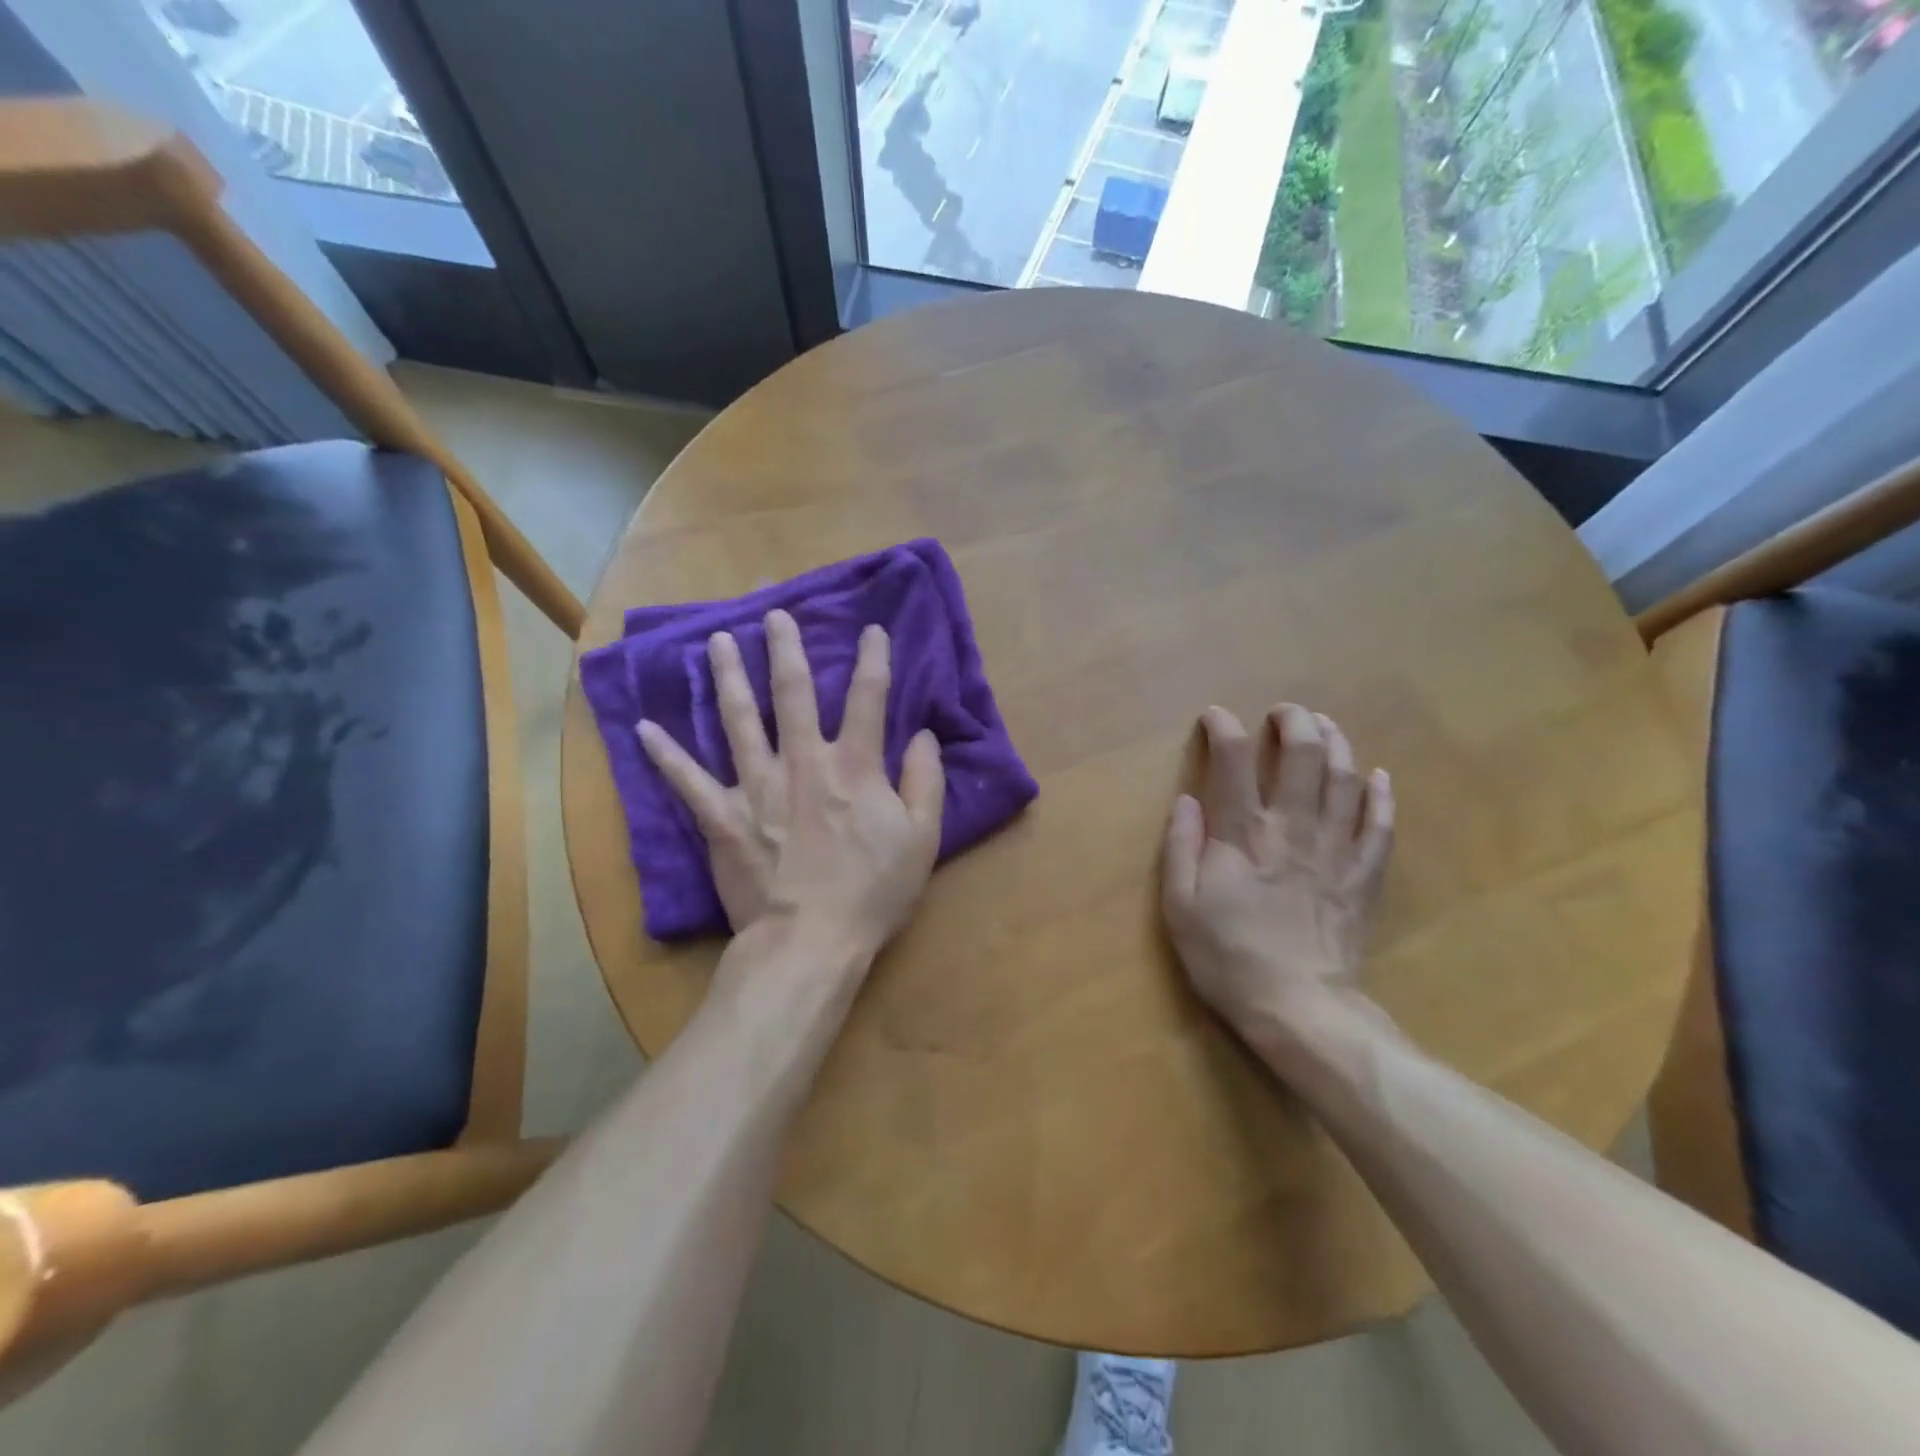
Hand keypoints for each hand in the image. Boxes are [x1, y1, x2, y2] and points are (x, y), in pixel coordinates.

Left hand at [637, 609, 944, 959]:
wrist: (811, 942)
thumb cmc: (873, 892)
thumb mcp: (922, 839)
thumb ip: (925, 781)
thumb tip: (924, 734)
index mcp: (854, 767)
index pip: (869, 698)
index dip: (873, 659)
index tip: (871, 630)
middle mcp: (803, 763)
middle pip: (793, 694)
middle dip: (786, 649)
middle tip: (775, 613)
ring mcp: (757, 787)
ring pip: (739, 720)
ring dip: (728, 678)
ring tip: (717, 642)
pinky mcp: (723, 818)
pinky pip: (688, 782)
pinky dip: (665, 755)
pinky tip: (643, 728)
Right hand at [1162, 704, 1393, 1046]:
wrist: (1298, 1008)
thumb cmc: (1228, 957)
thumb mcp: (1180, 907)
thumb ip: (1181, 847)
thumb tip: (1187, 800)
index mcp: (1243, 835)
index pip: (1234, 760)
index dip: (1223, 728)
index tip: (1214, 718)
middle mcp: (1292, 828)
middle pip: (1302, 755)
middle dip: (1293, 722)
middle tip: (1282, 713)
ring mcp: (1335, 850)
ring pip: (1345, 779)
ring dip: (1336, 743)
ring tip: (1325, 725)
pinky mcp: (1364, 876)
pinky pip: (1380, 825)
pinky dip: (1381, 795)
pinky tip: (1377, 776)